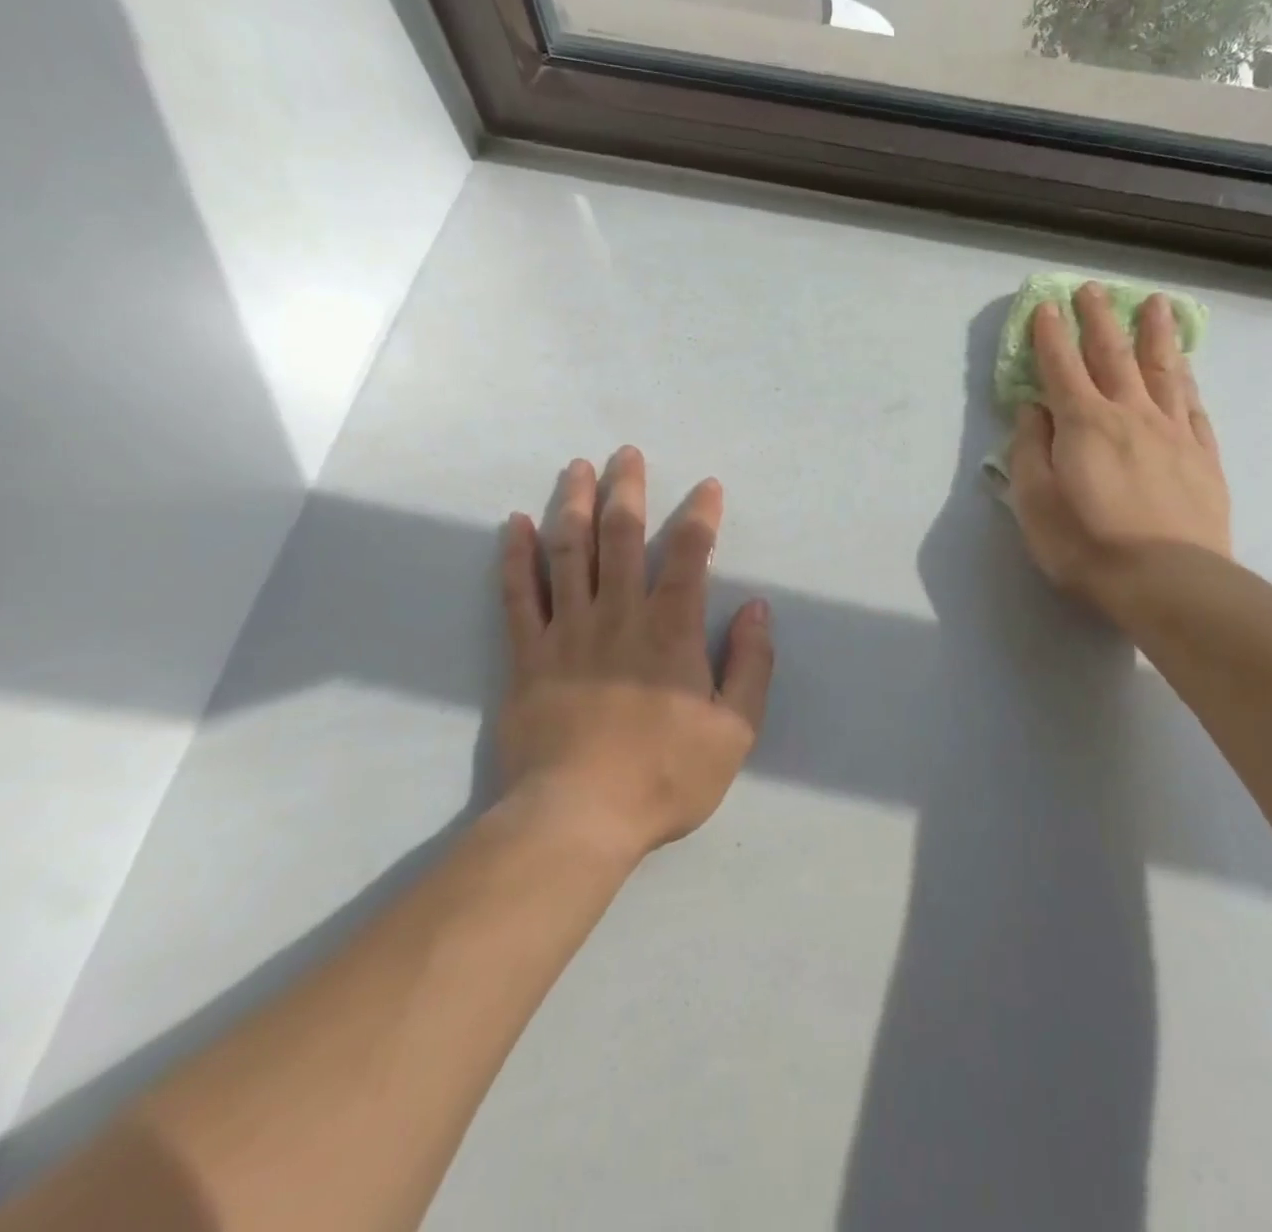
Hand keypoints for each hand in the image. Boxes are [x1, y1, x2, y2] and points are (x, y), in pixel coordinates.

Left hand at [497, 448, 773, 861]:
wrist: (577, 818)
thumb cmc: (664, 776)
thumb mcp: (734, 730)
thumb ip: (751, 664)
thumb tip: (757, 608)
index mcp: (671, 630)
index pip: (690, 554)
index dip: (701, 516)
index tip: (707, 487)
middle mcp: (618, 614)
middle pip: (621, 536)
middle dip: (628, 489)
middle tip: (626, 453)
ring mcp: (567, 631)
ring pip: (568, 552)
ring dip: (574, 505)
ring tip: (576, 469)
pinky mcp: (527, 655)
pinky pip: (518, 595)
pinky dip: (515, 556)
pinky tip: (514, 525)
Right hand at [1009, 285, 1230, 633]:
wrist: (1168, 581)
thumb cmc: (1086, 544)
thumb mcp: (1034, 502)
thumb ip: (1030, 450)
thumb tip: (1033, 410)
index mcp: (1084, 423)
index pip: (1061, 366)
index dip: (1050, 335)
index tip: (1045, 307)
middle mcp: (1130, 414)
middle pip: (1113, 355)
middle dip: (1100, 318)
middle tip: (1093, 288)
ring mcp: (1174, 433)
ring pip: (1163, 371)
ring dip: (1155, 335)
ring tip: (1155, 305)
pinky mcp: (1204, 457)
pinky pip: (1194, 409)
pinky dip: (1186, 385)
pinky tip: (1185, 375)